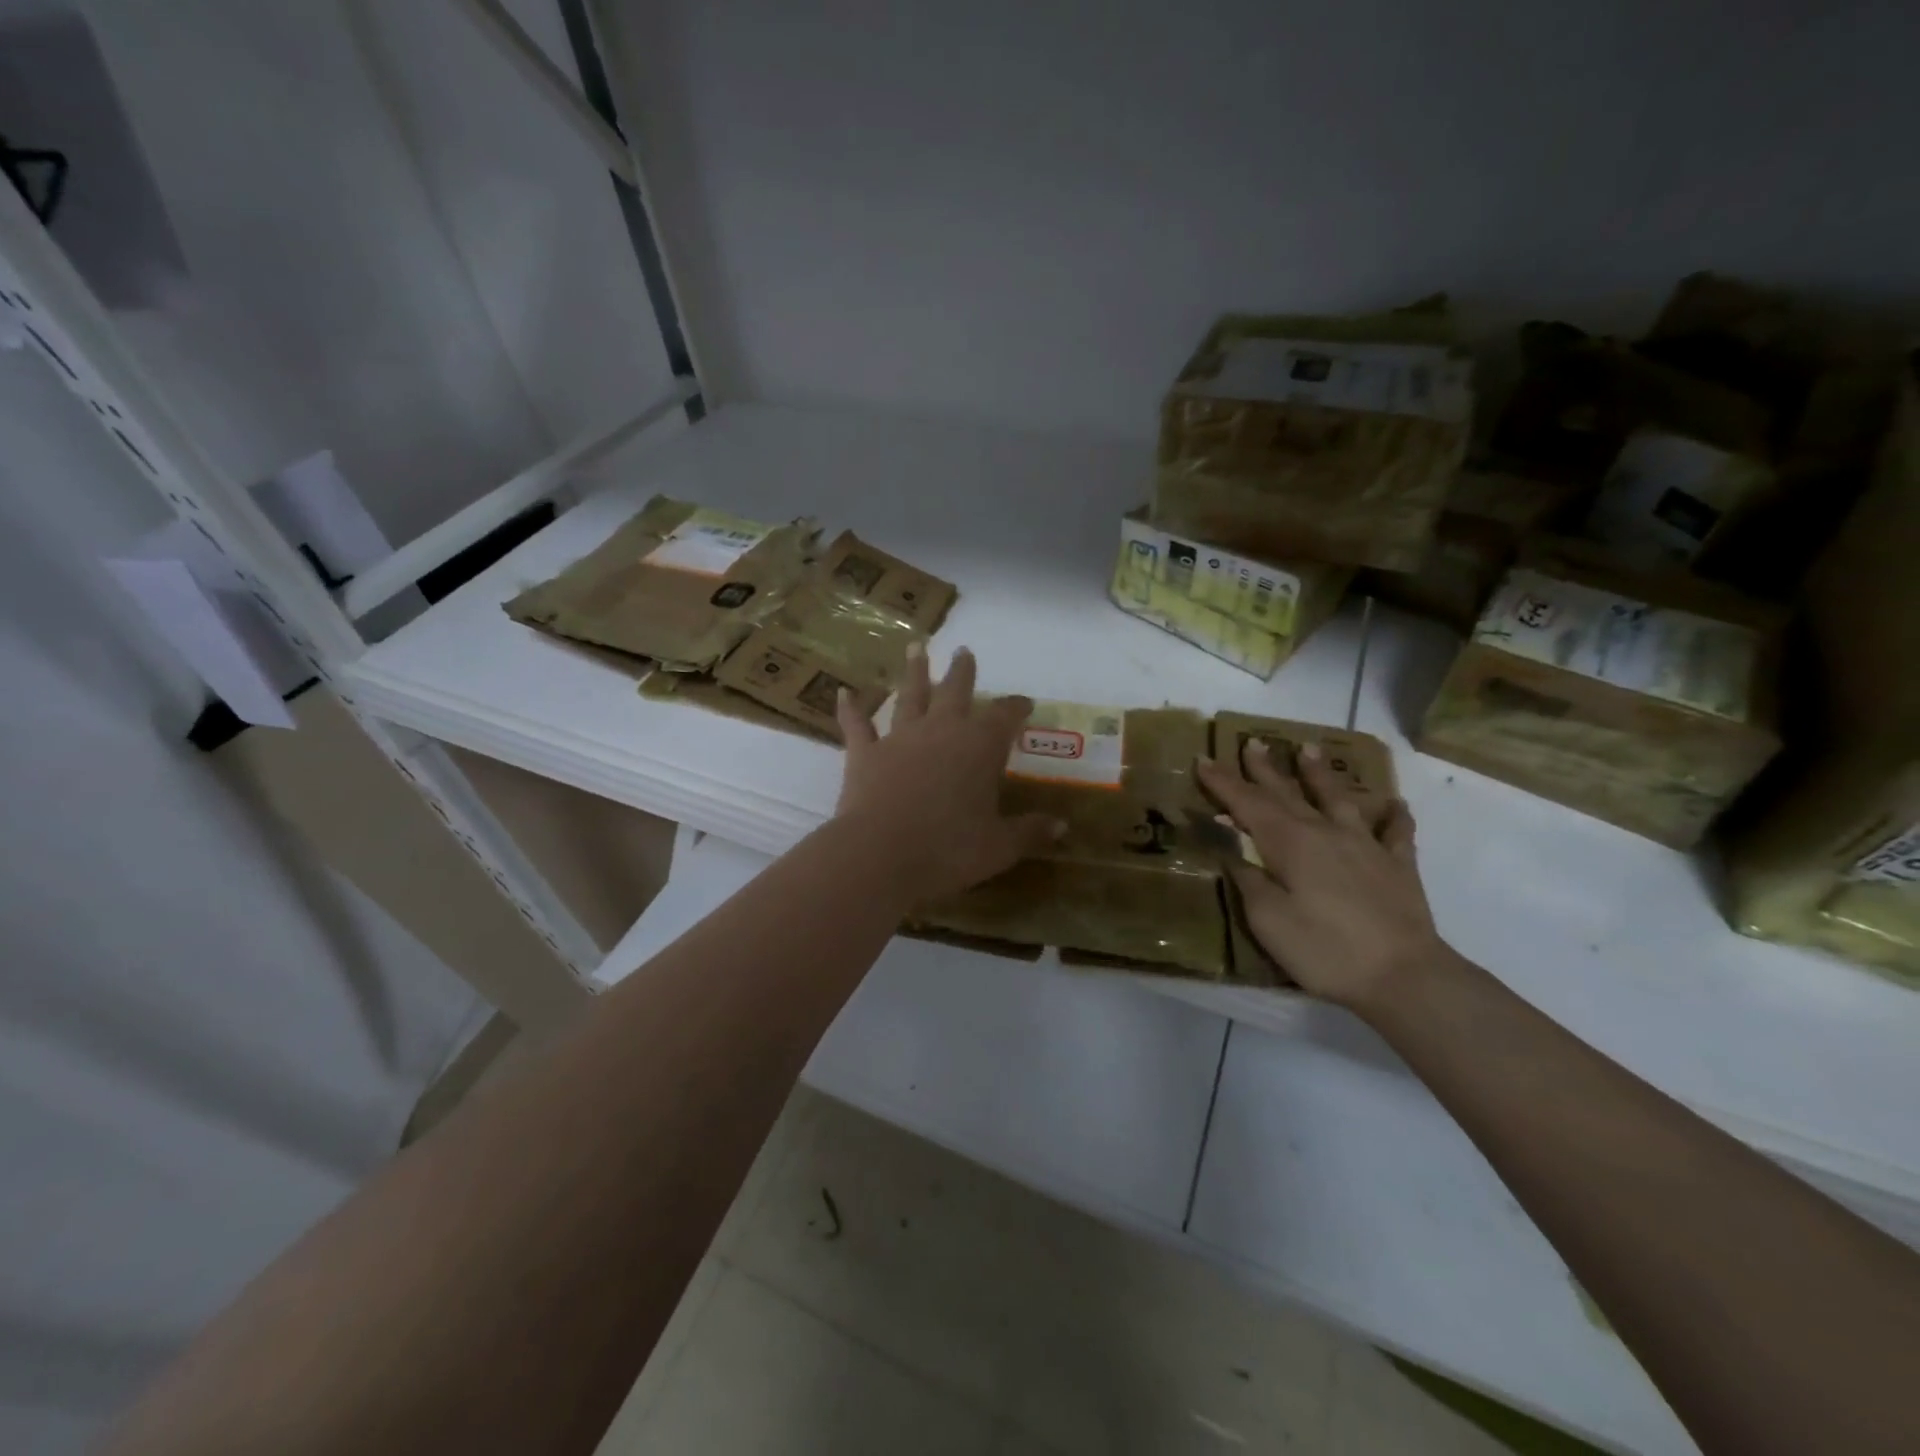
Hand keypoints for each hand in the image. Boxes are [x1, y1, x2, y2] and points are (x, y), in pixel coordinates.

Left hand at [834, 645, 1064, 903]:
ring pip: (909, 696)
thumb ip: (1029, 832)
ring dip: (914, 672)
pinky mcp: (864, 754)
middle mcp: (941, 731)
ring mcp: (900, 738)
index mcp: (980, 747)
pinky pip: (857, 726)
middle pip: (955, 692)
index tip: (1024, 703)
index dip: (1015, 708)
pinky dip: (850, 710)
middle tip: (964, 651)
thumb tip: (1061, 826)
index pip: (1005, 717)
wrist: (881, 854)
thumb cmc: (949, 850)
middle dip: (962, 672)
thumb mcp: (999, 847)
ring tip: (915, 648)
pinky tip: (843, 693)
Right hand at [1196, 740, 1450, 1011]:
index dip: (1223, 782)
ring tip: (1308, 749)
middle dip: (1265, 769)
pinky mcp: (1397, 866)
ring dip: (1320, 774)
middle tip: (1253, 743)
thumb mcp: (1268, 919)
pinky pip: (1396, 833)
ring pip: (1338, 799)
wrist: (1403, 976)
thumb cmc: (1324, 949)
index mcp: (1288, 843)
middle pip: (1287, 793)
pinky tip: (1395, 806)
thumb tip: (1230, 847)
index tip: (1203, 760)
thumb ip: (1248, 878)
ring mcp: (1365, 845)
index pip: (1247, 803)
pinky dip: (1394, 817)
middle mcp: (1325, 832)